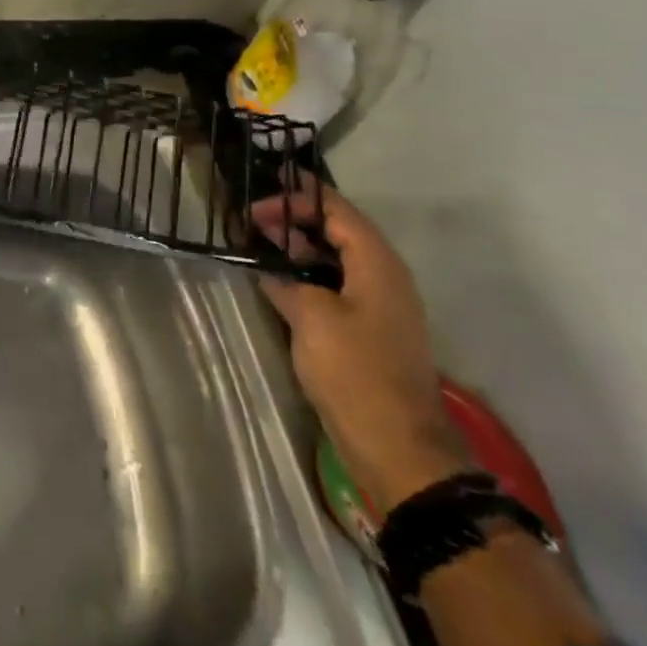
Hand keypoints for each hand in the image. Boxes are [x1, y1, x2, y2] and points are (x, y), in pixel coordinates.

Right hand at [252, 181, 471, 510]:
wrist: (396, 446)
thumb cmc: (355, 371)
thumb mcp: (311, 316)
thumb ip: (286, 280)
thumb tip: (268, 266)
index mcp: (377, 263)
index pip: (337, 210)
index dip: (296, 199)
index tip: (255, 206)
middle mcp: (383, 276)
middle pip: (337, 230)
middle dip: (294, 220)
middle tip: (250, 224)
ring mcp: (378, 305)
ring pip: (334, 259)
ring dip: (298, 249)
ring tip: (257, 248)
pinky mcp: (368, 329)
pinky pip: (334, 285)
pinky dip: (306, 276)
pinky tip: (277, 284)